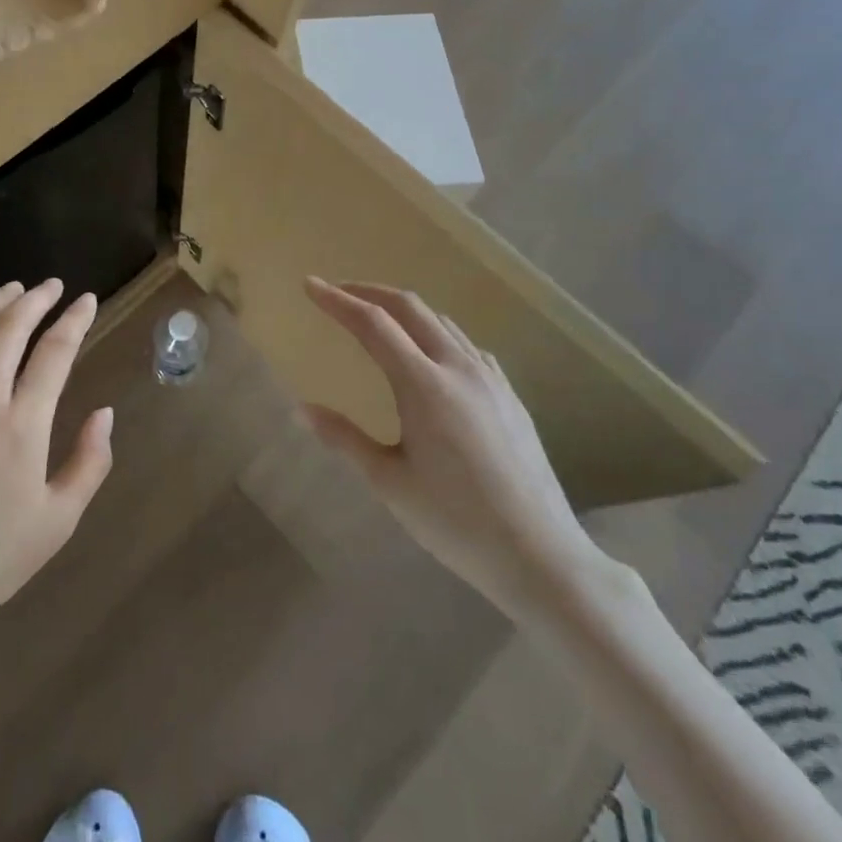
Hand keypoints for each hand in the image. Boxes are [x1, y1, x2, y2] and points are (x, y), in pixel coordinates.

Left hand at [0, 280, 112, 632]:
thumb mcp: (58, 520)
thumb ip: (89, 462)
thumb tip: (104, 412)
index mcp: (22, 425)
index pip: (55, 352)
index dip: (75, 320)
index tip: (87, 301)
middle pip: (10, 329)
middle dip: (36, 300)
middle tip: (51, 286)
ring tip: (11, 290)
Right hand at [303, 278, 609, 622]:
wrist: (541, 556)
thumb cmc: (456, 522)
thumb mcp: (389, 483)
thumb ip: (344, 438)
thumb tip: (300, 409)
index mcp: (423, 385)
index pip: (372, 323)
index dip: (337, 301)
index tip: (310, 285)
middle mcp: (458, 367)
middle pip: (409, 307)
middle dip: (369, 292)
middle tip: (338, 294)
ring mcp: (490, 378)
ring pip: (440, 322)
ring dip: (403, 310)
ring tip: (377, 320)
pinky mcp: (509, 394)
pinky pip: (466, 345)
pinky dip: (435, 333)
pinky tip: (431, 355)